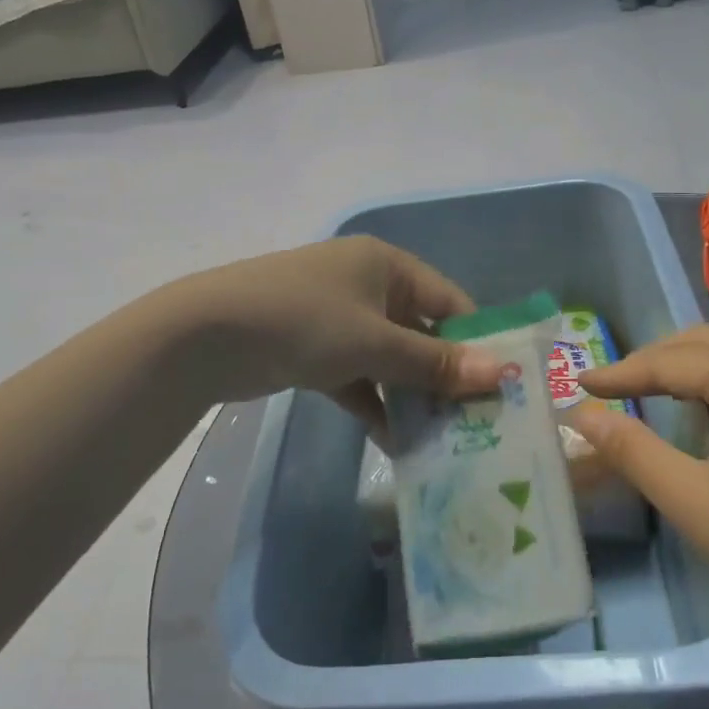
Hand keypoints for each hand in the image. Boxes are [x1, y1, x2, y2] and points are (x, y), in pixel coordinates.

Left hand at [163, 237, 503, 432]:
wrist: (207, 336)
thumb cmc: (304, 321)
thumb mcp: (375, 342)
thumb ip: (435, 363)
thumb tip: (499, 374)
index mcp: (385, 265)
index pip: (448, 301)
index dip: (476, 341)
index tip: (501, 386)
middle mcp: (365, 285)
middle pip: (419, 332)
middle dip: (443, 376)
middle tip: (475, 422)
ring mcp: (336, 319)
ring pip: (388, 359)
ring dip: (409, 397)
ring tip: (441, 440)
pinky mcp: (312, 351)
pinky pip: (357, 377)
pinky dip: (373, 404)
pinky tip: (394, 443)